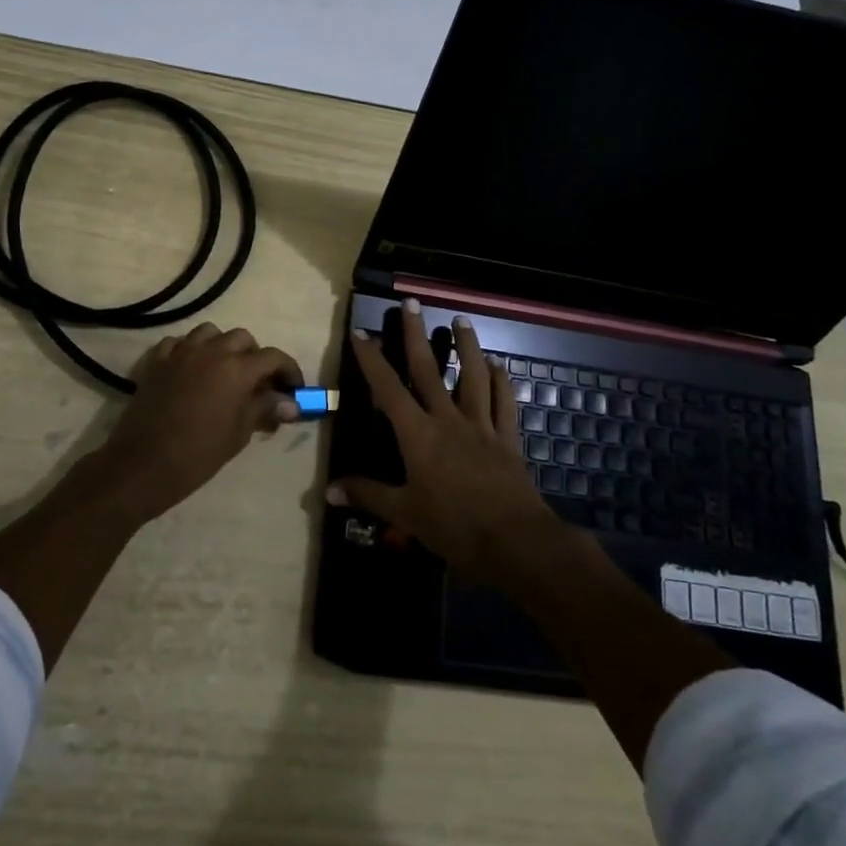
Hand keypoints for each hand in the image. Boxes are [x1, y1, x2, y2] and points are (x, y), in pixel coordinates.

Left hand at [69, 322, 303, 527]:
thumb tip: (290, 404)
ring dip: (222, 346)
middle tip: (257, 383)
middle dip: (255, 356)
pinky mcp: (157, 361)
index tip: (294, 389)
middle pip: (242, 338)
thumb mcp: (239, 433)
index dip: (289, 371)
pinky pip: (178, 343)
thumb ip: (264, 410)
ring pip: (209, 333)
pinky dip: (189, 350)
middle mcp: (211, 351)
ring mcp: (181, 352)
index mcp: (237, 368)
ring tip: (224, 370)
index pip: (274, 357)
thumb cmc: (199, 454)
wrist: (144, 464)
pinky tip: (191, 369)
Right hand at [329, 299, 561, 582]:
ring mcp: (481, 426)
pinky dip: (502, 381)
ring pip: (473, 377)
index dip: (372, 360)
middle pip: (429, 370)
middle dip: (417, 335)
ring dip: (467, 346)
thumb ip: (368, 495)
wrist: (516, 542)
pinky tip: (499, 366)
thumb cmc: (454, 527)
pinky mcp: (507, 439)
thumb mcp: (405, 514)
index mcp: (418, 435)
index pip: (388, 389)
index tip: (362, 333)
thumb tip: (329, 490)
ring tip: (461, 320)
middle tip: (412, 303)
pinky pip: (504, 403)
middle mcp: (448, 420)